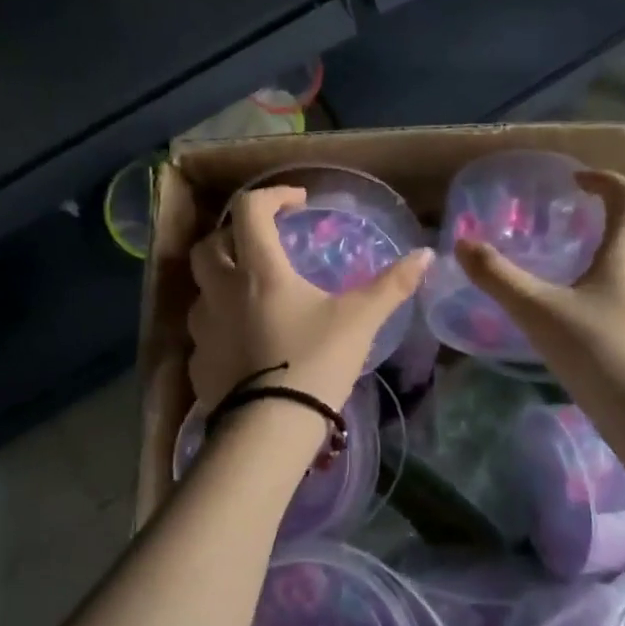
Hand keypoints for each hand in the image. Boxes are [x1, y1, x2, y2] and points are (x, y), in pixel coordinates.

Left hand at [187, 186, 432, 409]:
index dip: (272, 196)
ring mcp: (203, 328)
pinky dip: (220, 324)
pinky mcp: (198, 362)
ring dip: (222, 280)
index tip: (297, 203)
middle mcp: (221, 290)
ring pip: (201, 288)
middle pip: (210, 244)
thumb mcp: (359, 320)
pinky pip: (203, 330)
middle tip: (263, 244)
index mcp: (258, 270)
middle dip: (234, 235)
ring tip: (252, 294)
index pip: (249, 209)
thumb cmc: (315, 362)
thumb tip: (426, 255)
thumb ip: (392, 285)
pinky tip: (244, 342)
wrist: (270, 429)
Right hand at [454, 169, 624, 401]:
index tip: (577, 181)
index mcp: (624, 259)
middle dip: (623, 224)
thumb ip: (497, 277)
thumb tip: (463, 244)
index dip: (606, 181)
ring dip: (624, 260)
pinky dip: (620, 295)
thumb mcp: (536, 310)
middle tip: (589, 230)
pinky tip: (589, 316)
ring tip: (584, 273)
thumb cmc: (592, 351)